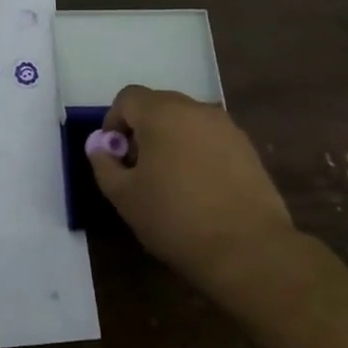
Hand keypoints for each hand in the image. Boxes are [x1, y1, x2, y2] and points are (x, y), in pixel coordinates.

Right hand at [87, 86, 299, 297]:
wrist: (248, 249)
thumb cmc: (175, 218)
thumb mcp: (123, 195)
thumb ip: (103, 162)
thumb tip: (99, 145)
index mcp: (161, 113)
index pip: (128, 98)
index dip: (113, 121)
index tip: (114, 155)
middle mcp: (195, 109)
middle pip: (158, 105)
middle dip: (142, 129)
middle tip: (137, 168)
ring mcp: (226, 128)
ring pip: (186, 122)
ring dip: (170, 140)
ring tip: (169, 180)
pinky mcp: (248, 149)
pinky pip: (210, 139)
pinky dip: (197, 152)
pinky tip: (198, 189)